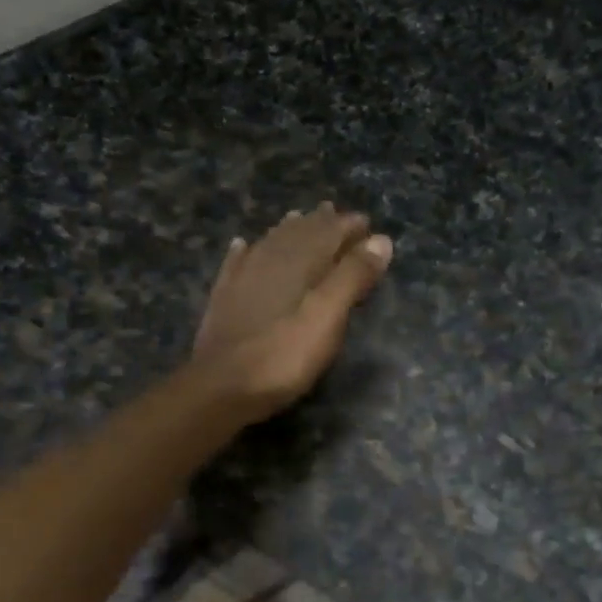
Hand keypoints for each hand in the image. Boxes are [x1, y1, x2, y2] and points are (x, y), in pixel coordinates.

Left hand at [191, 204, 392, 419]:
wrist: (221, 387)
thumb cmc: (284, 355)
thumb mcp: (328, 317)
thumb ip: (353, 277)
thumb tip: (380, 239)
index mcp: (299, 263)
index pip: (329, 233)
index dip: (349, 227)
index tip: (367, 223)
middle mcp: (269, 261)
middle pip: (299, 234)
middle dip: (320, 223)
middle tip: (335, 214)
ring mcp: (242, 279)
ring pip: (270, 244)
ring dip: (288, 231)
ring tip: (299, 218)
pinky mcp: (224, 300)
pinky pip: (237, 264)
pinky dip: (245, 251)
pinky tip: (243, 245)